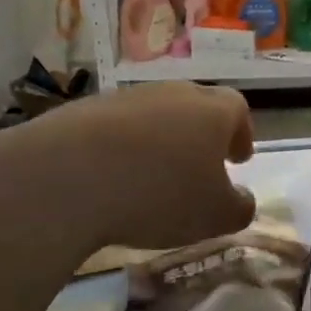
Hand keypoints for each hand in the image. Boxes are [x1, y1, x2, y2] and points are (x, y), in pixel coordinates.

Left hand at [15, 82, 256, 251]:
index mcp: (213, 112)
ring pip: (154, 115)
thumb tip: (243, 200)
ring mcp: (127, 98)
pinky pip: (114, 128)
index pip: (238, 110)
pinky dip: (120, 148)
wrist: (67, 177)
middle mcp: (174, 94)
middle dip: (201, 135)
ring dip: (159, 140)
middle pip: (196, 106)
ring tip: (151, 175)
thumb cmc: (159, 195)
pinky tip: (111, 178)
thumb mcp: (214, 216)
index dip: (240, 134)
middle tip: (199, 165)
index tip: (238, 158)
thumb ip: (239, 208)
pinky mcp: (84, 110)